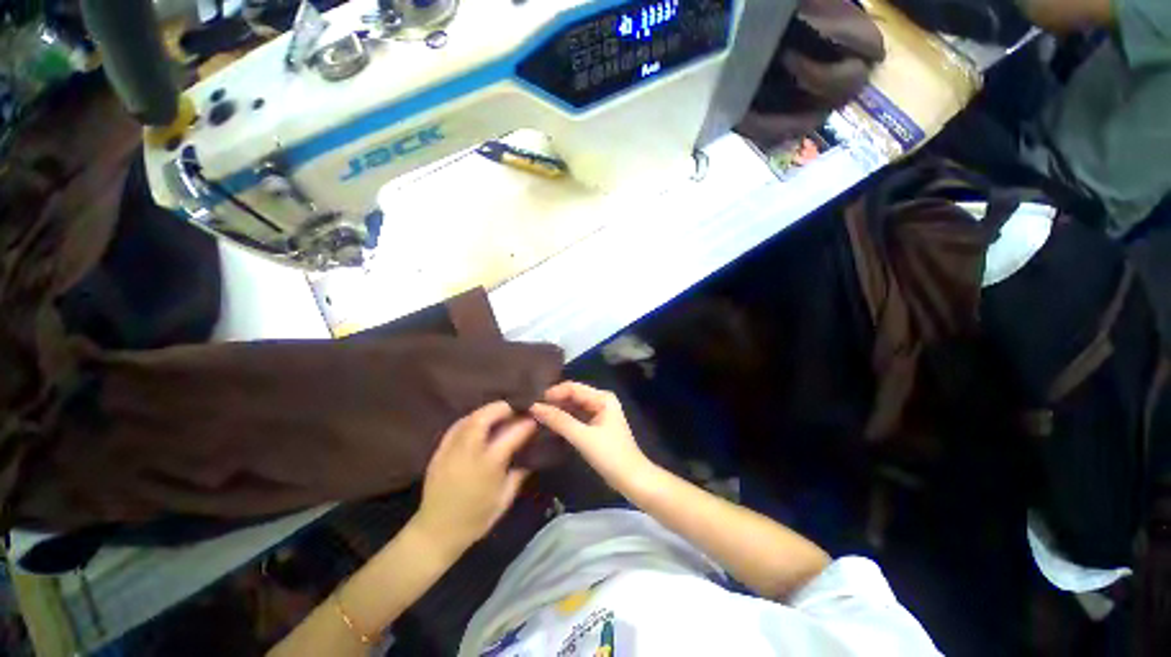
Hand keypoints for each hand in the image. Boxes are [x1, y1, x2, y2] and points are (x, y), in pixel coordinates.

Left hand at [412, 401, 535, 554]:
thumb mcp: (504, 499)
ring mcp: (450, 450)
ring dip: (487, 411)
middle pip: (484, 417)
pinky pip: (456, 426)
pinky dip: (471, 419)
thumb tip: (531, 454)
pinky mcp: (438, 452)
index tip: (535, 418)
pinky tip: (479, 423)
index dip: (526, 423)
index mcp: (488, 465)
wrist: (436, 532)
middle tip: (516, 408)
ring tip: (500, 413)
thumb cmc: (475, 519)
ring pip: (469, 418)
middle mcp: (468, 452)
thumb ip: (519, 473)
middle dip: (503, 407)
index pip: (511, 434)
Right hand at [529, 381, 655, 494]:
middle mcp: (600, 400)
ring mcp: (598, 413)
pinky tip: (548, 425)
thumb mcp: (583, 437)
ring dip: (557, 411)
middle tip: (530, 409)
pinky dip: (563, 420)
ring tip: (535, 416)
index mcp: (602, 397)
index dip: (553, 393)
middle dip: (554, 401)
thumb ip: (559, 421)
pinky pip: (575, 417)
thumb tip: (534, 407)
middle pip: (572, 395)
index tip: (532, 402)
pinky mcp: (595, 426)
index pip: (572, 387)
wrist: (632, 480)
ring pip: (573, 407)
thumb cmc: (611, 456)